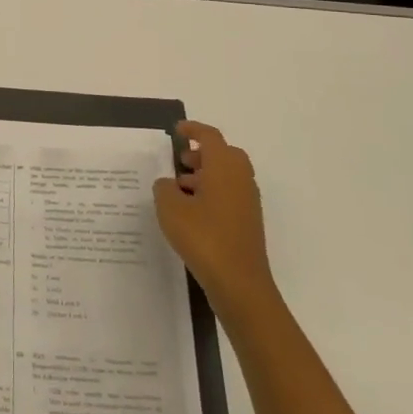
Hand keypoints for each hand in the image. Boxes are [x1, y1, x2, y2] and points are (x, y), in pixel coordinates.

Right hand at [154, 122, 271, 309]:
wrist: (239, 283)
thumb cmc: (204, 237)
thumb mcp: (170, 209)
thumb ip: (164, 188)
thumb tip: (168, 184)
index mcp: (224, 167)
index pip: (210, 137)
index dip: (193, 130)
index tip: (177, 130)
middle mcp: (240, 179)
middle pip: (224, 154)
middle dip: (202, 153)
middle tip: (180, 161)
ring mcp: (247, 202)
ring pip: (227, 176)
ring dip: (205, 175)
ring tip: (179, 189)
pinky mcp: (247, 222)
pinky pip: (229, 195)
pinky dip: (212, 193)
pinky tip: (191, 213)